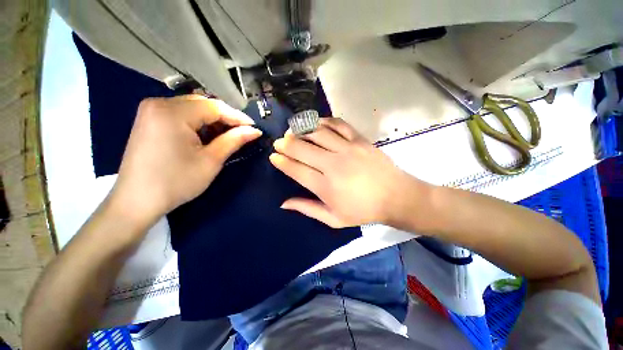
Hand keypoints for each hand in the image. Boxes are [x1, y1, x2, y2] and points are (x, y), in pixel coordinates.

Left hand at [110, 95, 261, 226]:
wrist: (136, 201)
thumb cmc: (176, 182)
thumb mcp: (211, 160)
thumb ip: (234, 140)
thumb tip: (255, 131)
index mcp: (172, 113)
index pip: (214, 107)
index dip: (237, 117)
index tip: (254, 128)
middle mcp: (159, 104)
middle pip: (202, 104)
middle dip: (225, 118)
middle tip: (242, 132)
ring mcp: (151, 111)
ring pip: (192, 108)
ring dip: (212, 120)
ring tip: (227, 135)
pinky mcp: (149, 120)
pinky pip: (180, 114)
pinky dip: (198, 123)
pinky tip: (207, 136)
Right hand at [270, 118, 412, 227]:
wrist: (396, 197)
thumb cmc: (363, 211)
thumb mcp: (334, 218)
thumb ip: (307, 209)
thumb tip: (284, 203)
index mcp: (325, 186)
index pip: (296, 169)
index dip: (282, 162)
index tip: (273, 156)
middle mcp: (333, 164)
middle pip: (302, 148)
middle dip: (286, 144)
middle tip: (279, 142)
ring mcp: (347, 149)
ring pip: (317, 133)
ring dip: (301, 130)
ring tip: (293, 131)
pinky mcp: (359, 140)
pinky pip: (338, 124)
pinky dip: (324, 121)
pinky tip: (317, 123)